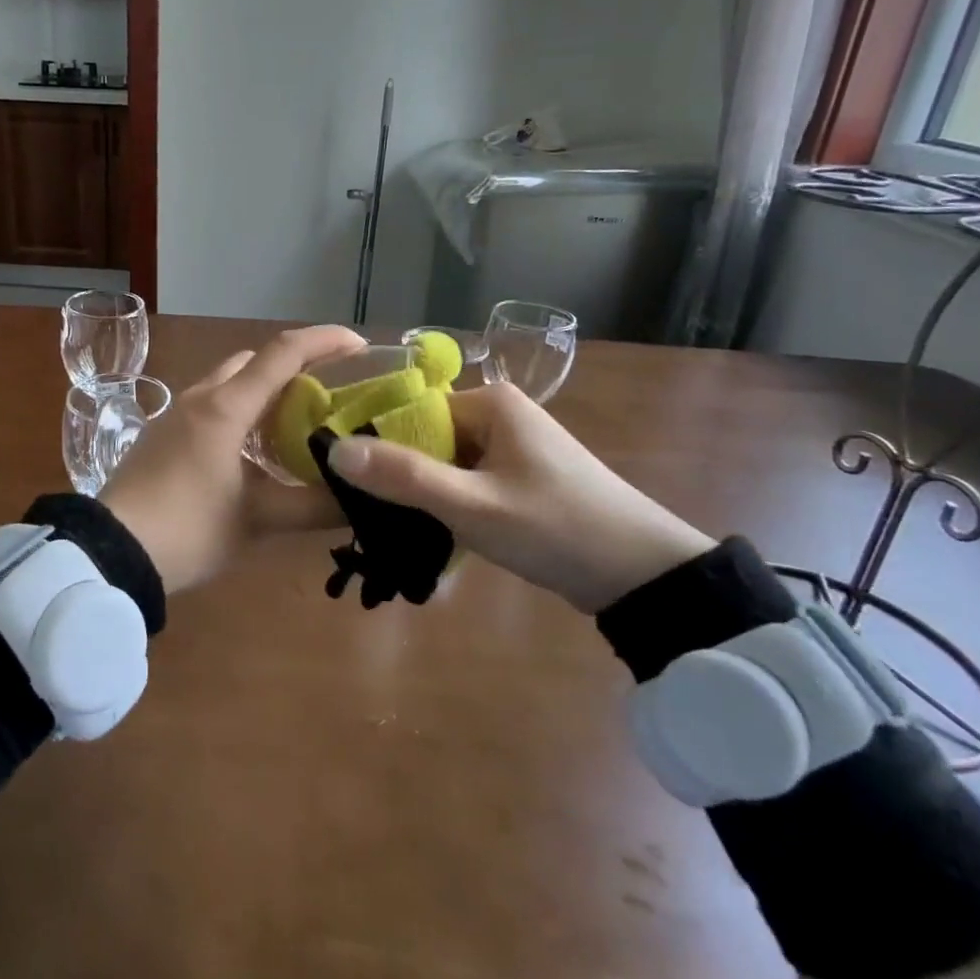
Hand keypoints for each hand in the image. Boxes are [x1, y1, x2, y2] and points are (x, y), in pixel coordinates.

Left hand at [100, 326, 364, 592]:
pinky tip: (255, 449)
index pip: (282, 354)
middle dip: (294, 367)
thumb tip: (361, 501)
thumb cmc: (187, 530)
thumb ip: (312, 507)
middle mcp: (200, 398)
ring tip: (298, 422)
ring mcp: (176, 415)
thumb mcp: (256, 520)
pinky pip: (211, 405)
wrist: (110, 553)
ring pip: (230, 383)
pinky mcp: (163, 435)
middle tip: (330, 393)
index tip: (362, 345)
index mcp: (225, 407)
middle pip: (254, 362)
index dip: (325, 341)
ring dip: (265, 391)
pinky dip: (241, 411)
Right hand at [323, 383, 713, 613]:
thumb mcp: (472, 505)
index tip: (350, 484)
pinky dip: (452, 505)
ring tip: (400, 530)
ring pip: (447, 464)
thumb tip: (334, 450)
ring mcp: (515, 447)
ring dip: (427, 496)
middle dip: (404, 476)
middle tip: (376, 517)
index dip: (380, 446)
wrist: (644, 576)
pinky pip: (470, 482)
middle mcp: (501, 414)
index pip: (412, 413)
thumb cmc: (556, 528)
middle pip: (428, 438)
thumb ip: (403, 477)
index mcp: (491, 403)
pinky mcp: (524, 478)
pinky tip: (438, 535)